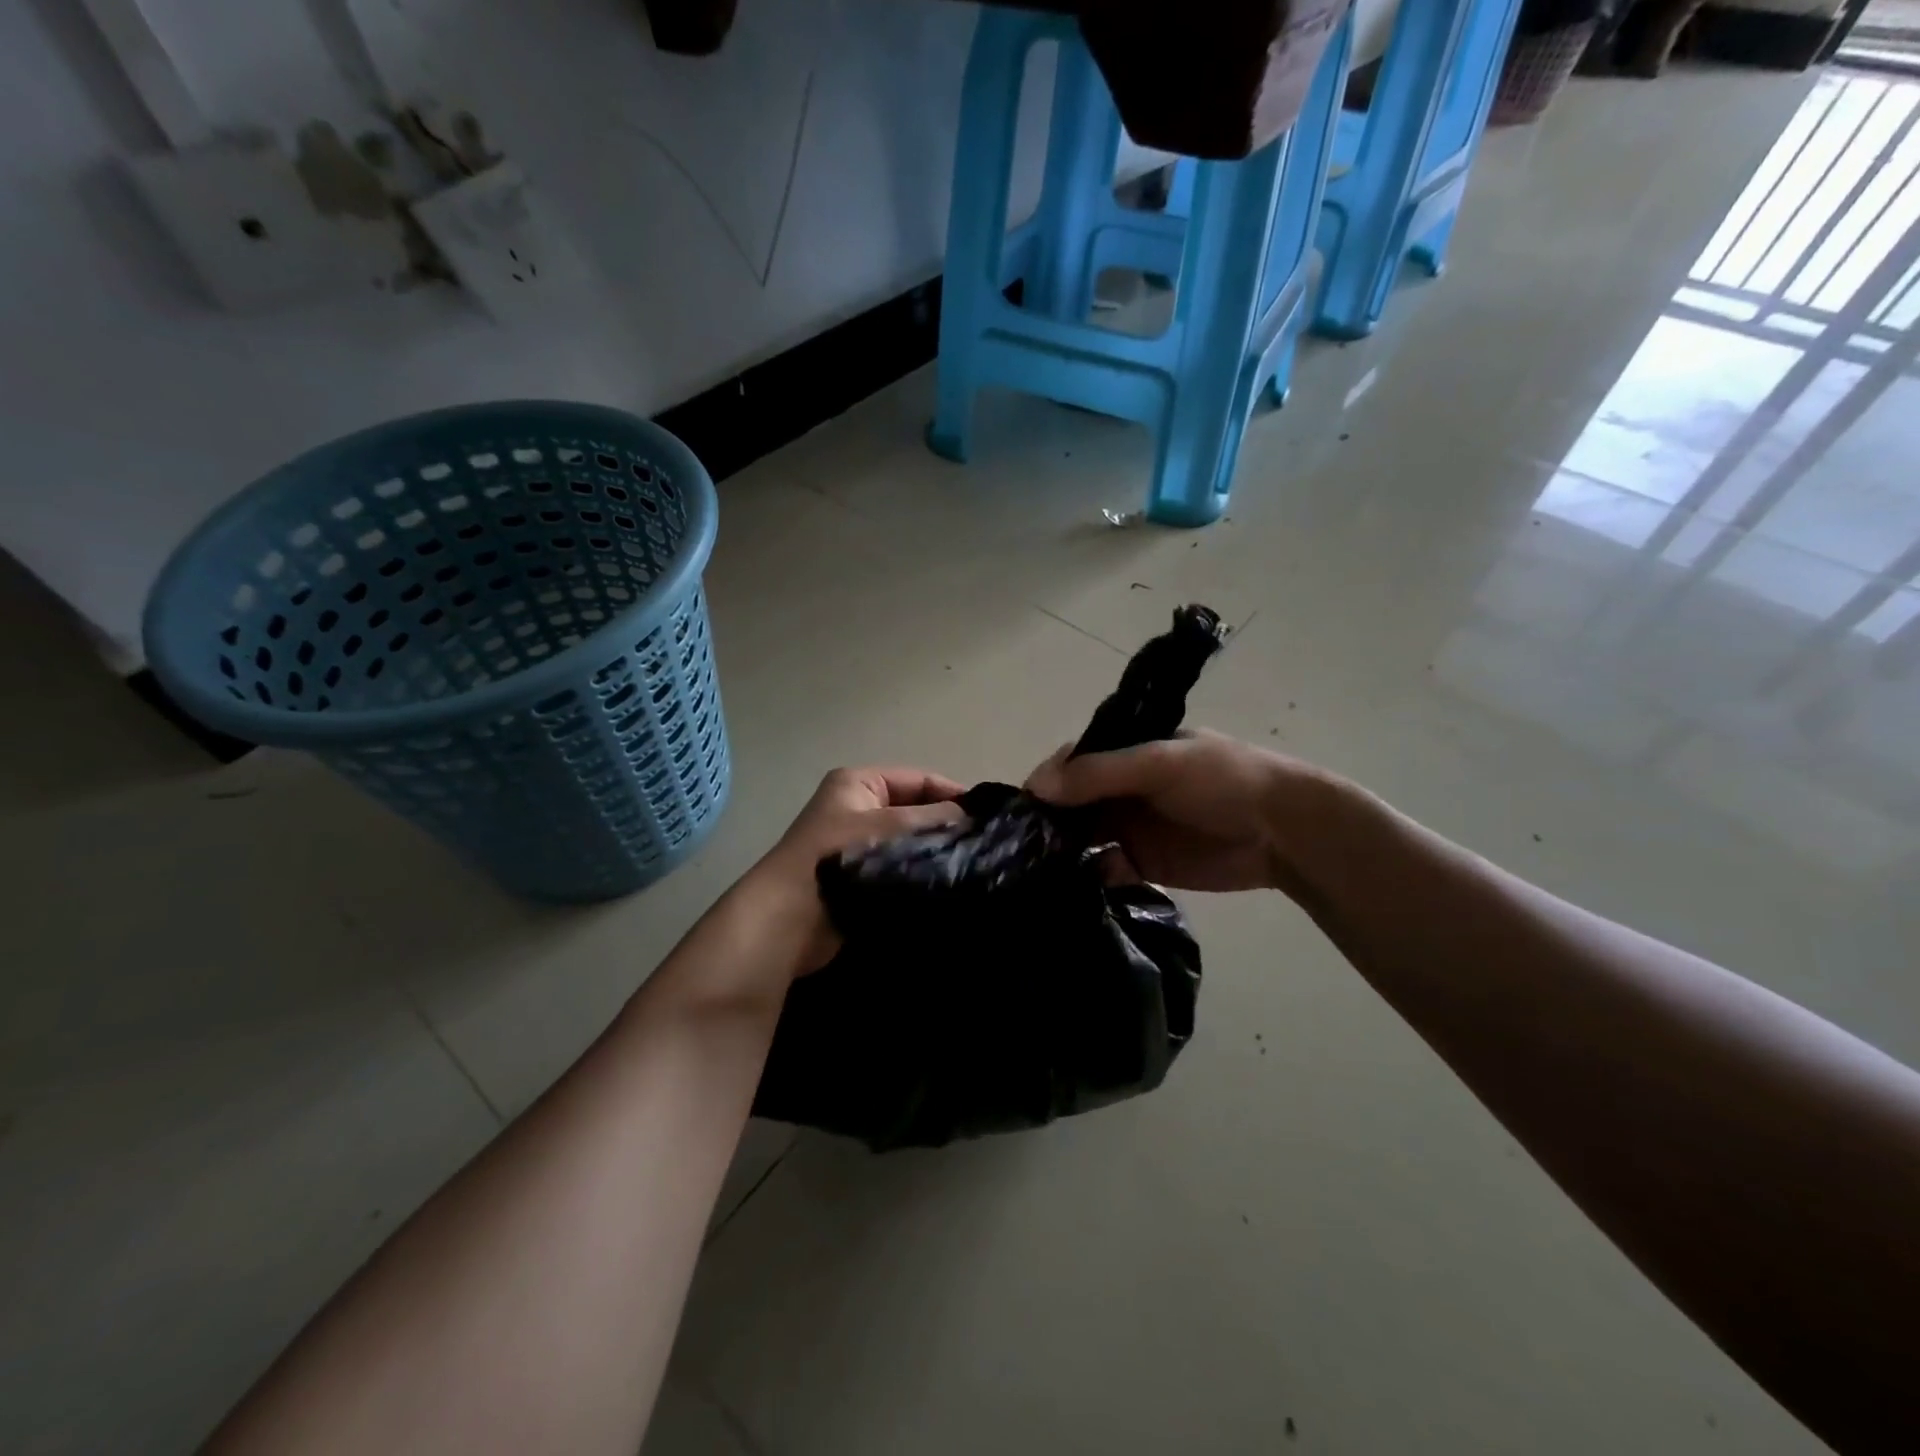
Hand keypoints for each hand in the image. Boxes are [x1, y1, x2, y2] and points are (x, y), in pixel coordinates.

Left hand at [741, 766, 967, 974]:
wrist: (790, 917)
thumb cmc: (838, 857)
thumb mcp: (889, 827)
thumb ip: (932, 819)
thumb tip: (969, 817)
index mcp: (858, 783)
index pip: (918, 779)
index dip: (951, 793)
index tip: (987, 816)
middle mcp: (857, 807)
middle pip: (914, 810)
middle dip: (944, 825)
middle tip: (982, 843)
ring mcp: (857, 843)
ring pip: (908, 841)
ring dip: (933, 851)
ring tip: (970, 864)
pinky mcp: (860, 876)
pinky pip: (899, 866)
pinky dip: (919, 872)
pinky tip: (946, 882)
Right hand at [1025, 729, 1315, 893]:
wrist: (1284, 831)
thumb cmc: (1222, 780)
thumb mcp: (1159, 764)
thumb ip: (1099, 773)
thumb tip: (1036, 786)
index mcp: (1122, 753)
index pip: (1069, 764)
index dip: (1044, 784)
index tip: (1020, 812)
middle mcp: (1118, 789)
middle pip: (1069, 806)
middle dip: (1048, 824)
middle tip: (1024, 850)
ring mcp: (1128, 828)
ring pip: (1081, 840)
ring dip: (1064, 854)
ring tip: (1044, 874)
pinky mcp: (1141, 865)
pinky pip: (1104, 871)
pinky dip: (1092, 877)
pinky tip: (1086, 885)